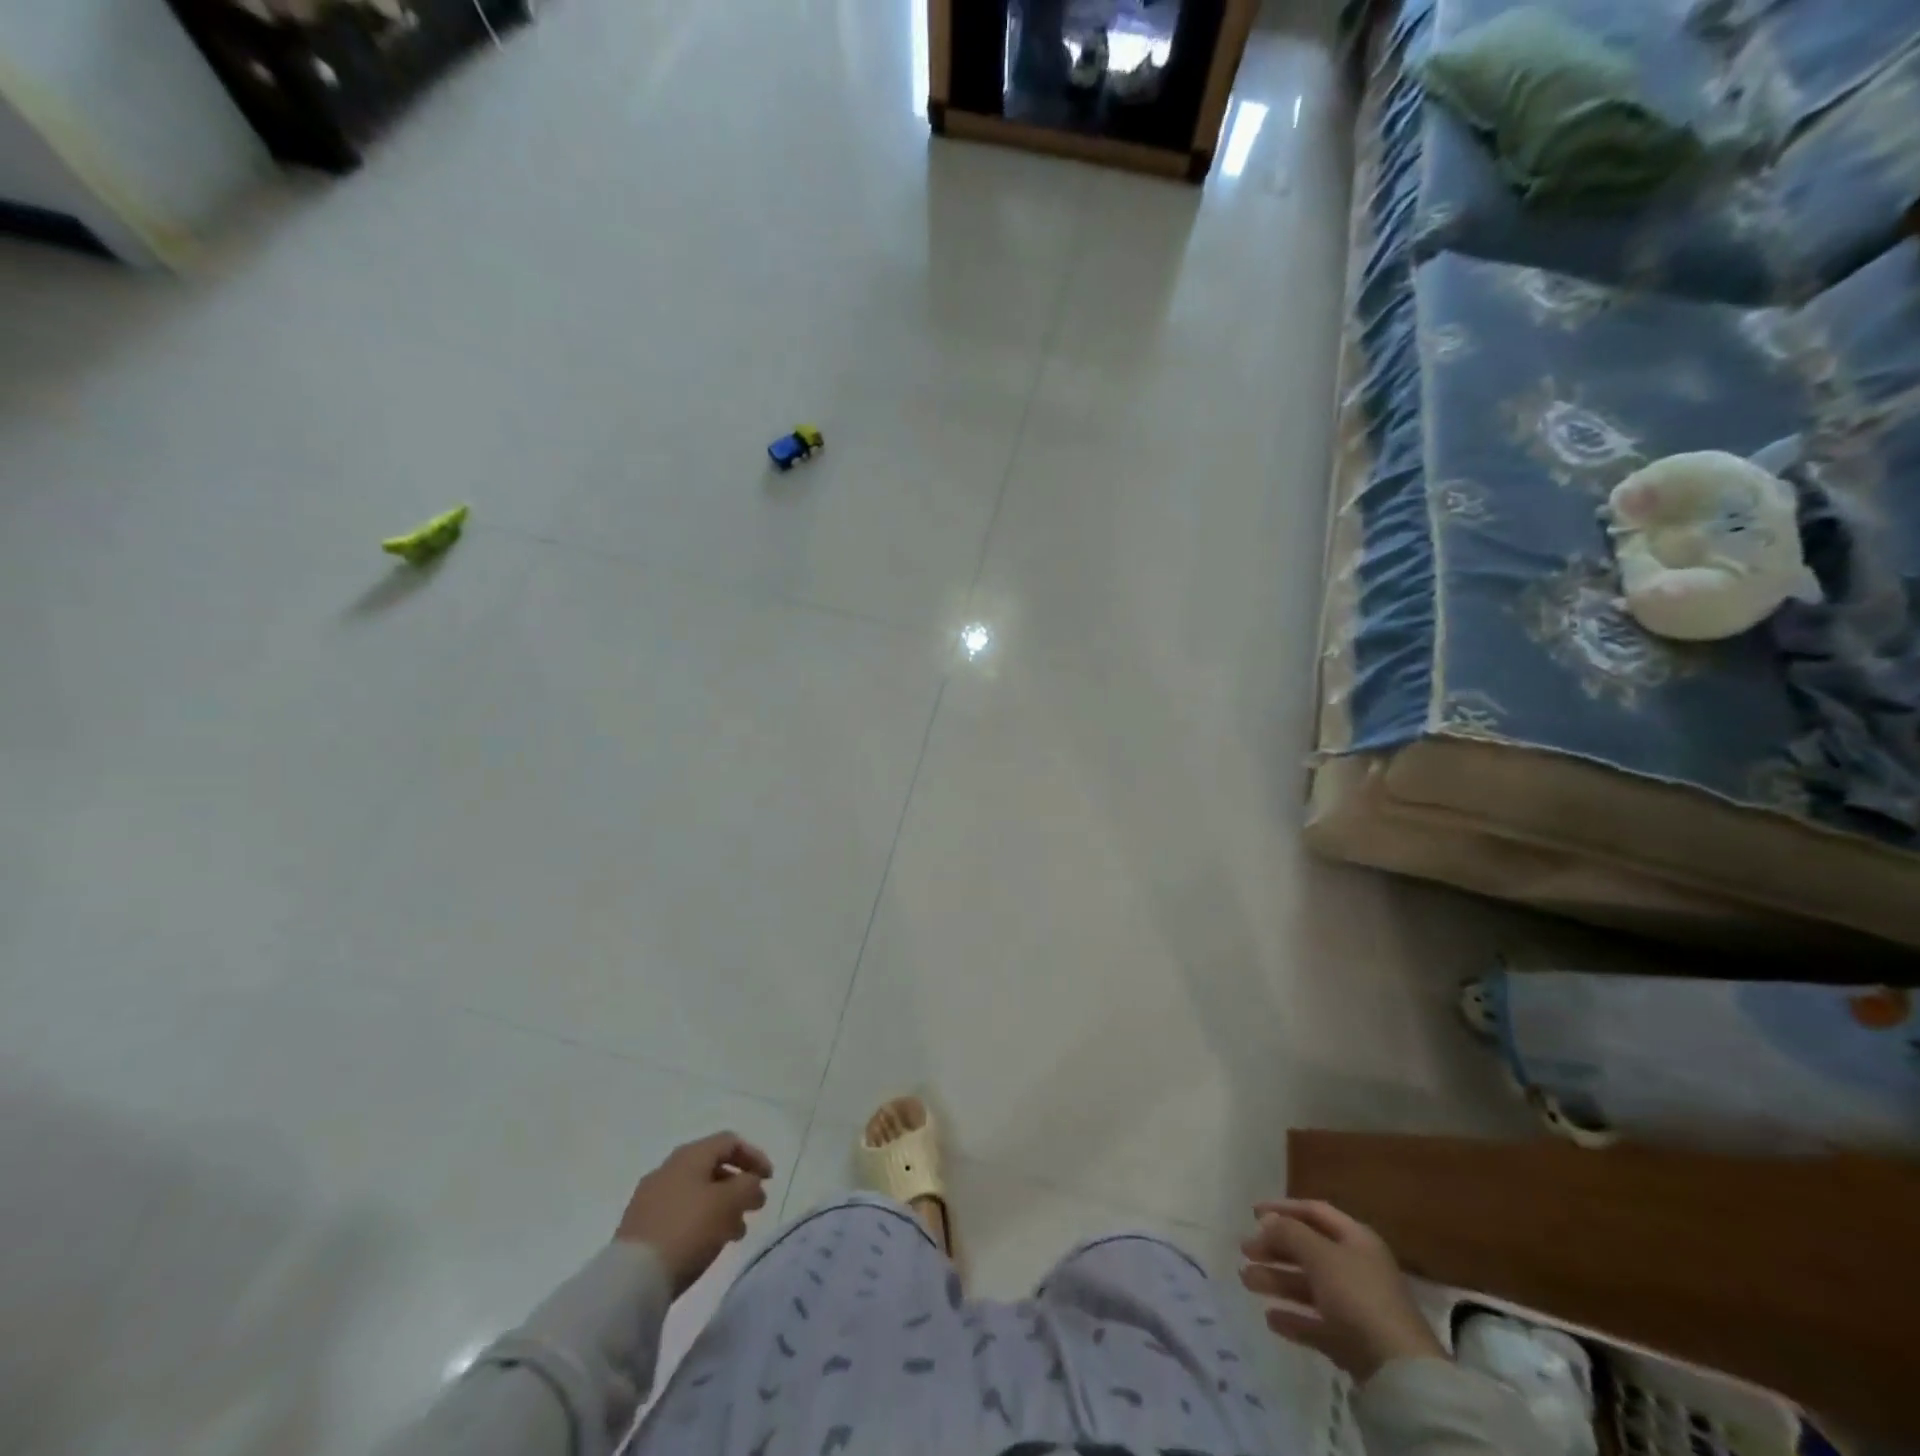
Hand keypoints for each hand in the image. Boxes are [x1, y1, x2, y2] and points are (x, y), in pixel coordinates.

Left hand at [615, 1132, 773, 1294]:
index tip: (769, 1180)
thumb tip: (751, 1183)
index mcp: (689, 1155)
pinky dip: (701, 1221)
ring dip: (721, 1206)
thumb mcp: (729, 1203)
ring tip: (735, 1233)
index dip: (754, 1156)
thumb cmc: (687, 1230)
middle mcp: (668, 1169)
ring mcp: (650, 1198)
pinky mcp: (640, 1228)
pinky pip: (680, 1213)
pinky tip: (707, 1244)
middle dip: (737, 1185)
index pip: (729, 1142)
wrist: (630, 1281)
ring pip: (696, 1192)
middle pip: (711, 1167)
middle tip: (754, 1207)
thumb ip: (748, 1186)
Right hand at [1239, 1199, 1445, 1380]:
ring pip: (1308, 1286)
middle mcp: (1356, 1267)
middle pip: (1308, 1249)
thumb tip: (1268, 1220)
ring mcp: (1355, 1306)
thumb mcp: (1320, 1255)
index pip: (1314, 1211)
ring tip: (1246, 1281)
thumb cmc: (1358, 1296)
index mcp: (1355, 1239)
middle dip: (1274, 1248)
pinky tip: (1271, 1319)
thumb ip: (1289, 1232)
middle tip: (1244, 1251)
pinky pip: (1316, 1322)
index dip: (1283, 1208)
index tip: (1252, 1212)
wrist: (1399, 1372)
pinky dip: (1293, 1318)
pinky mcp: (1352, 1341)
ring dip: (1277, 1281)